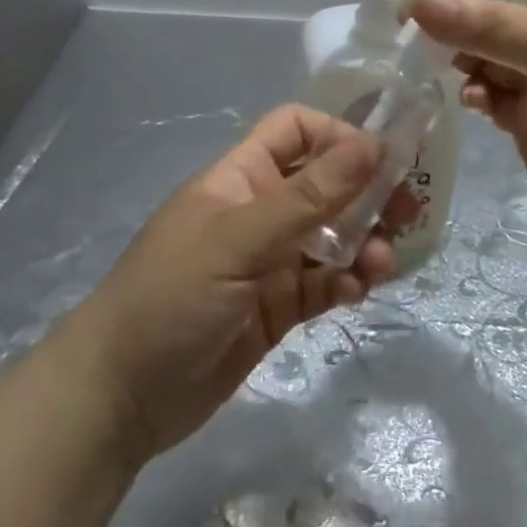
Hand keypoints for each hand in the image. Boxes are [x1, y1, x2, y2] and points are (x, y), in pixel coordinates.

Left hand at [78, 106, 397, 462]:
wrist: (118, 397)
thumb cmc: (171, 296)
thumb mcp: (239, 239)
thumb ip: (308, 196)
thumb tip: (372, 145)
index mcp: (241, 177)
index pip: (295, 130)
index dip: (338, 135)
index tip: (380, 159)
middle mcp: (260, 211)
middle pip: (325, 183)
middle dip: (367, 191)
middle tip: (408, 209)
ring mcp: (270, 260)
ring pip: (333, 235)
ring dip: (365, 241)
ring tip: (383, 263)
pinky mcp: (278, 306)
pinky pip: (326, 281)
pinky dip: (348, 281)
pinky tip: (359, 291)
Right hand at [401, 0, 526, 246]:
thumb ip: (486, 25)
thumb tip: (417, 0)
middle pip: (503, 17)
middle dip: (464, 16)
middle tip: (416, 20)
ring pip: (492, 58)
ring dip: (465, 56)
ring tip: (438, 60)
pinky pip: (494, 97)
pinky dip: (477, 92)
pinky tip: (470, 97)